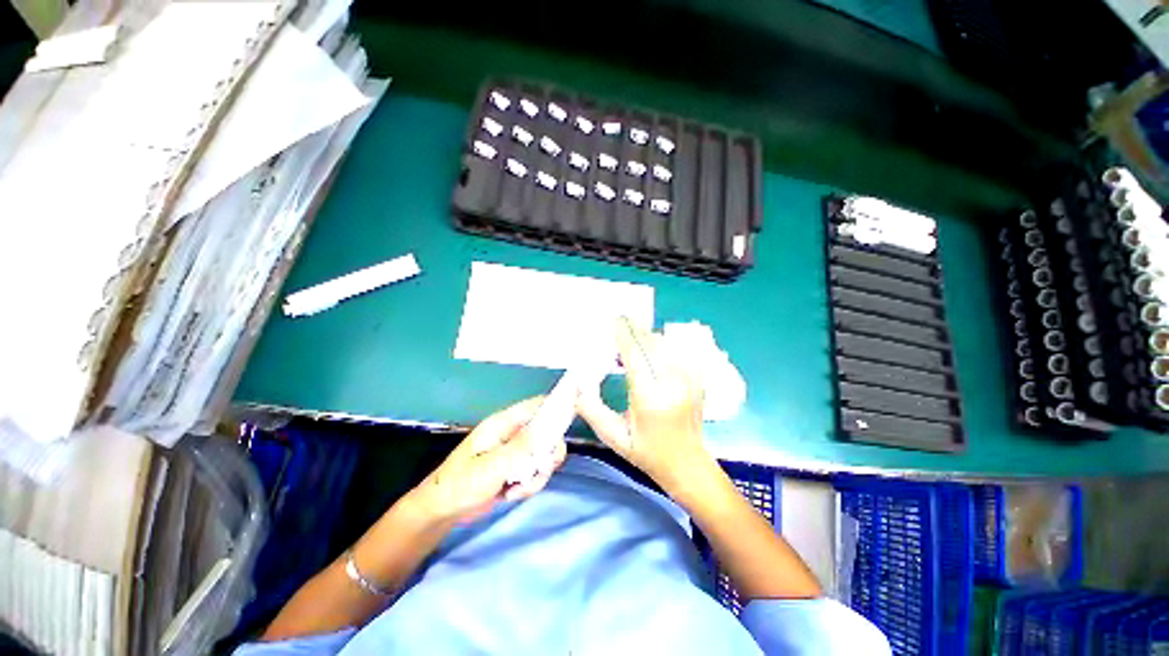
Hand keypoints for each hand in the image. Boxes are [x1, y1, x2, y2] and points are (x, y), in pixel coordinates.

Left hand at [411, 397, 565, 523]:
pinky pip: (537, 472)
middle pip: (548, 432)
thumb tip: (547, 430)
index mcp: (505, 423)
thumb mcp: (491, 466)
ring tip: (517, 489)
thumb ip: (521, 448)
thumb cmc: (460, 483)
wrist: (442, 512)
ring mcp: (516, 452)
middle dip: (549, 453)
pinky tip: (512, 494)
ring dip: (538, 474)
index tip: (575, 414)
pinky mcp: (517, 470)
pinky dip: (531, 484)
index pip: (537, 405)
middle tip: (542, 467)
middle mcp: (514, 434)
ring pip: (545, 455)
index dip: (557, 405)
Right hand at [576, 317, 711, 489]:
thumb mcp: (615, 438)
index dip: (625, 336)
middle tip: (622, 320)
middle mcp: (672, 385)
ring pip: (667, 345)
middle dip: (636, 330)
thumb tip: (576, 385)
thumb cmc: (647, 453)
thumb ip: (592, 411)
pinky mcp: (698, 380)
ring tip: (634, 335)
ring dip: (649, 336)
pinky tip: (655, 346)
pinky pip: (681, 351)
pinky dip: (666, 343)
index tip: (616, 321)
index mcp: (650, 399)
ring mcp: (690, 381)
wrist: (687, 464)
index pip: (636, 357)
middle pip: (653, 345)